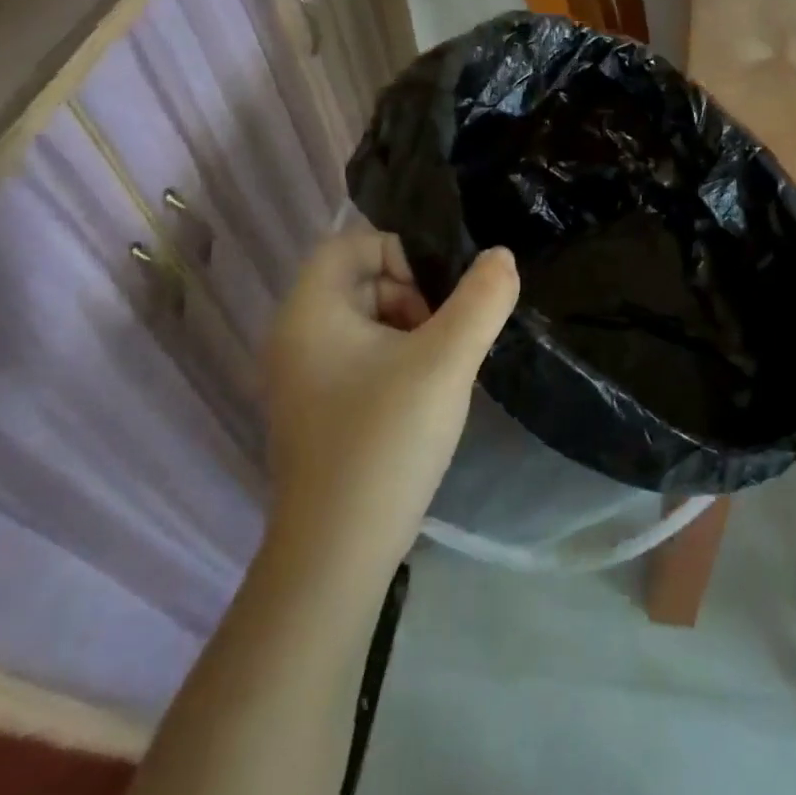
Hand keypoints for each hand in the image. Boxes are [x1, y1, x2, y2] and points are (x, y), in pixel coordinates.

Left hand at [259, 229, 518, 572]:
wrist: (338, 550)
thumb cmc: (387, 439)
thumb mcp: (446, 361)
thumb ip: (482, 300)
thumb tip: (501, 256)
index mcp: (309, 311)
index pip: (351, 244)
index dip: (402, 254)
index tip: (441, 295)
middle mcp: (294, 337)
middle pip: (359, 281)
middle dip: (412, 295)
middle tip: (445, 337)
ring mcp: (301, 378)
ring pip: (364, 322)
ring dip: (409, 330)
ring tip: (441, 369)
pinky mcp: (316, 410)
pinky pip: (359, 359)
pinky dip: (395, 362)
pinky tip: (422, 398)